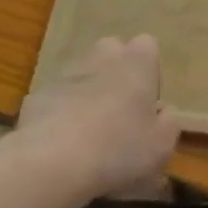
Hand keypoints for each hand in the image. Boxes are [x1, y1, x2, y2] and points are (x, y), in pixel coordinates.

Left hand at [17, 35, 179, 201]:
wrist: (52, 161)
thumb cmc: (118, 149)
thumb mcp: (161, 146)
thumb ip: (169, 123)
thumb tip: (164, 112)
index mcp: (137, 61)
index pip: (148, 46)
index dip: (148, 71)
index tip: (146, 102)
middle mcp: (102, 56)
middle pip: (112, 52)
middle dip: (116, 73)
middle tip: (118, 112)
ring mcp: (67, 72)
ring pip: (83, 73)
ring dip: (87, 92)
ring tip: (88, 133)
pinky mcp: (38, 93)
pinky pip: (57, 97)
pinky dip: (60, 112)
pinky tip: (60, 144)